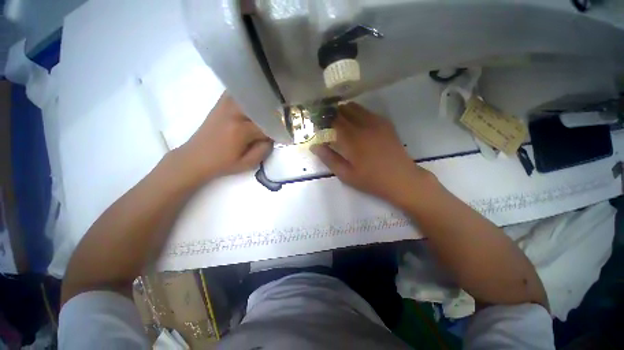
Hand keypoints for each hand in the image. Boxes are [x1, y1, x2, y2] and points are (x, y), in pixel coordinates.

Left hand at [176, 93, 272, 181]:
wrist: (195, 158)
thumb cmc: (222, 163)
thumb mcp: (247, 164)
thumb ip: (263, 150)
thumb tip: (271, 138)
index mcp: (240, 130)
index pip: (266, 127)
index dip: (276, 132)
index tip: (283, 136)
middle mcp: (234, 113)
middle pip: (261, 109)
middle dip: (272, 116)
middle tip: (278, 123)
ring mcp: (225, 105)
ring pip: (251, 98)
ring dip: (262, 104)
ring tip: (270, 112)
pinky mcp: (220, 104)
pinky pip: (238, 94)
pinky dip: (249, 97)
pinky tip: (254, 103)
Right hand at [311, 103, 434, 205]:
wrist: (401, 179)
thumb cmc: (371, 179)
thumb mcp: (346, 174)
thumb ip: (329, 158)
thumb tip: (314, 146)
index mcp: (352, 138)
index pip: (333, 120)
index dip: (323, 119)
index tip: (318, 124)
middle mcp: (363, 125)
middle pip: (343, 110)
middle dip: (332, 113)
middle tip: (327, 123)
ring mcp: (376, 122)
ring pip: (355, 107)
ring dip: (344, 111)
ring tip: (340, 122)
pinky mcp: (385, 123)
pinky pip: (367, 111)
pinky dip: (357, 113)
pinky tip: (356, 123)